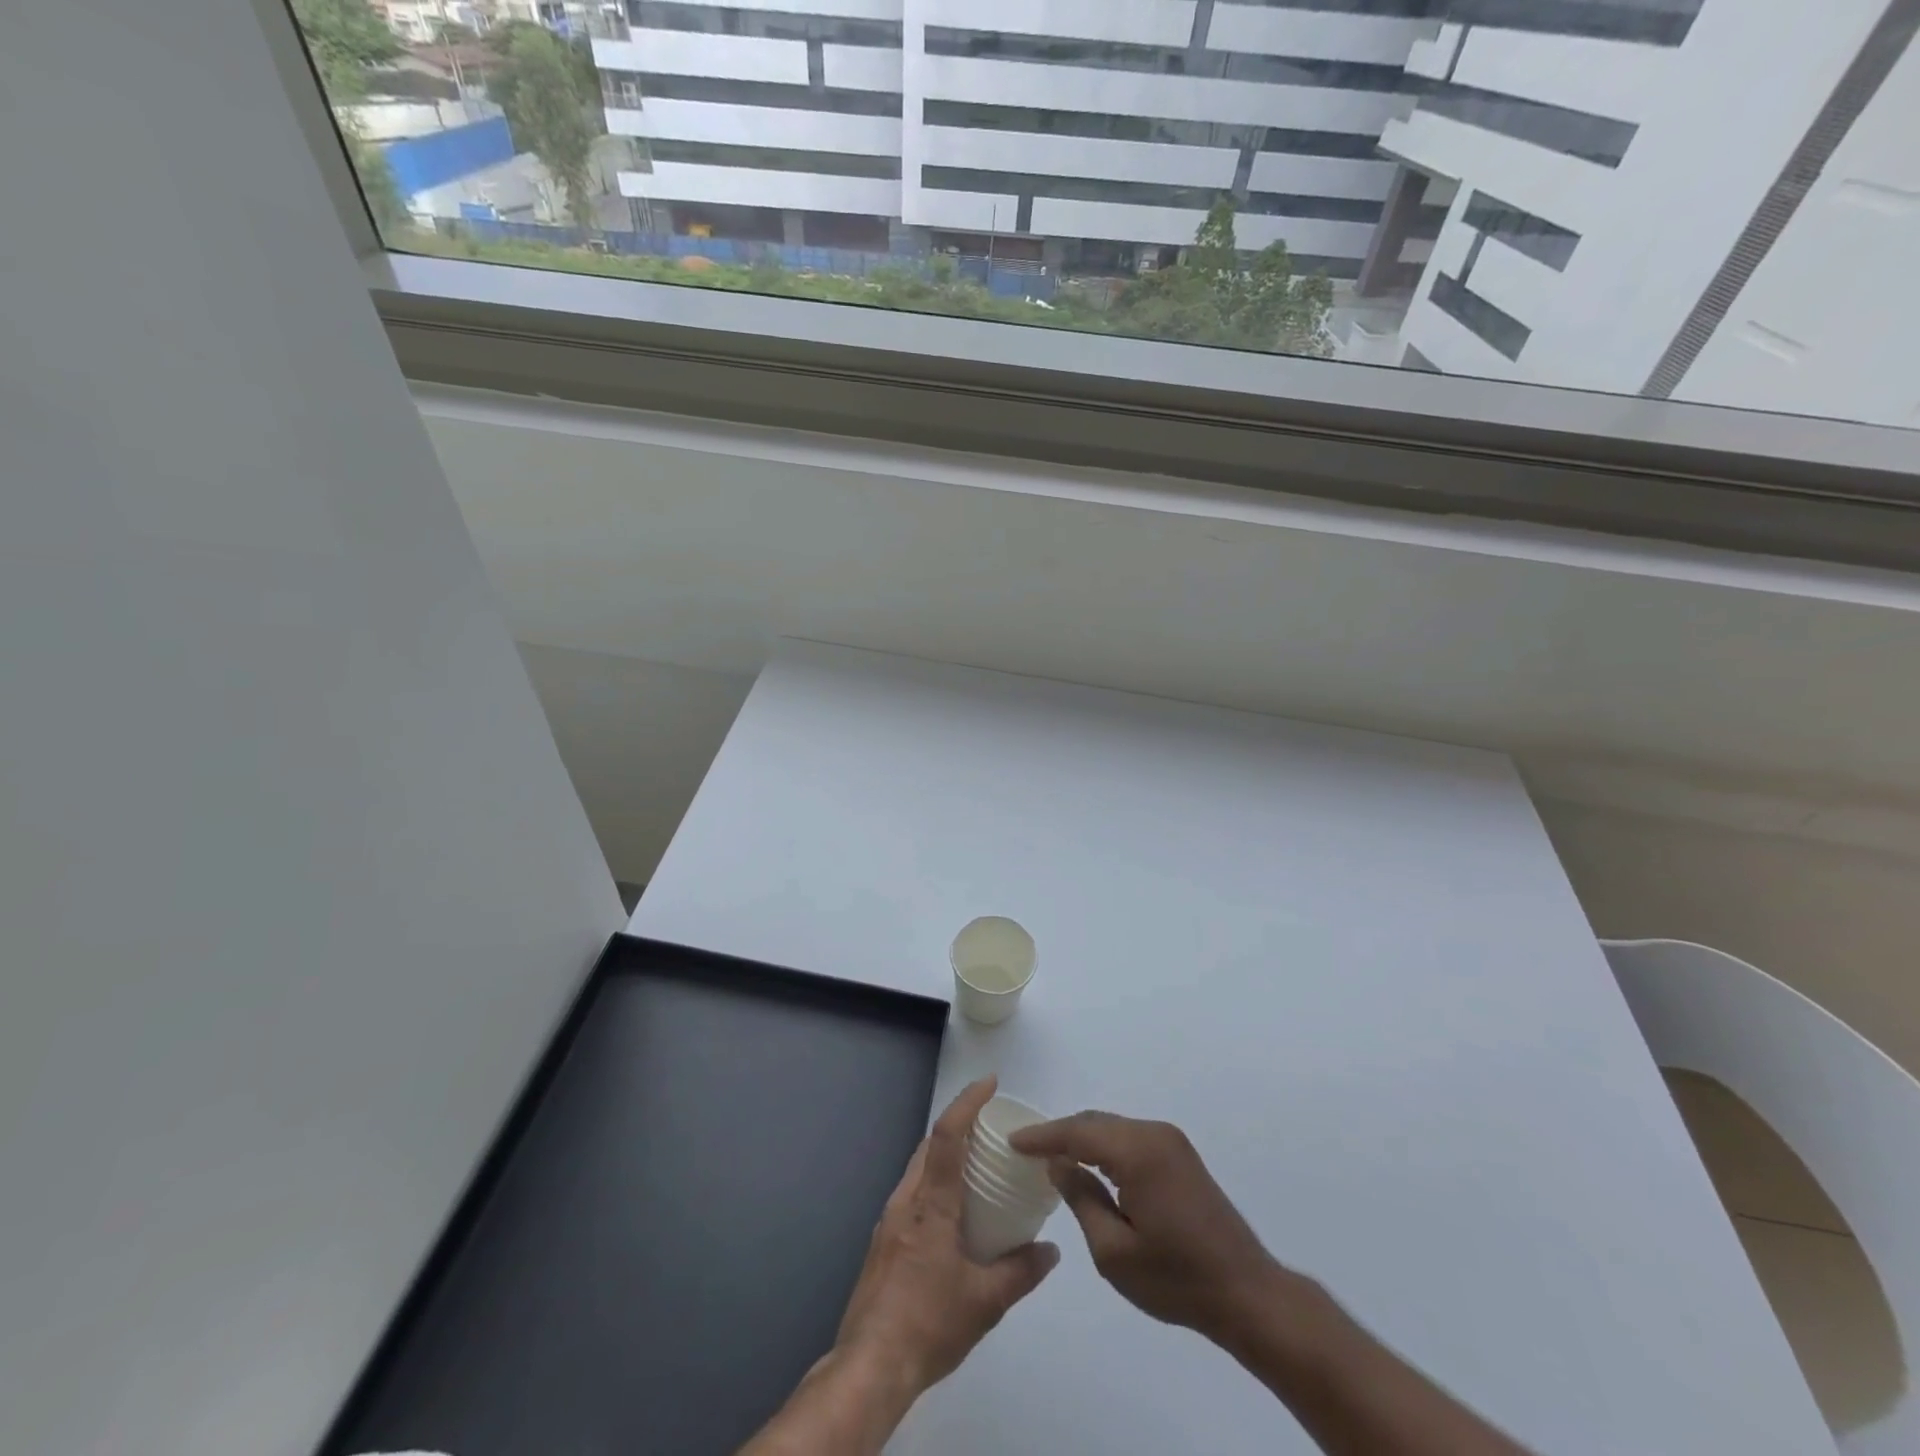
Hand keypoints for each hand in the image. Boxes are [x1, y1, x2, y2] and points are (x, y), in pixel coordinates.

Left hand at [833, 1076, 1059, 1398]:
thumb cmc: (929, 1325)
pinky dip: (934, 1181)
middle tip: (991, 1125)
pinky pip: (912, 1192)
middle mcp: (906, 1201)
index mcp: (931, 1205)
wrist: (870, 1365)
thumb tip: (1051, 1250)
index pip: (948, 1136)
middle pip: (930, 1145)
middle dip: (959, 1124)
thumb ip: (1020, 1272)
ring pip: (918, 1168)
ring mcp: (889, 1219)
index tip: (989, 1083)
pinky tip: (952, 1209)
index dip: (968, 1102)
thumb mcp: (985, 1304)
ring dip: (945, 1154)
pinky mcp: (882, 1240)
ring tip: (976, 1163)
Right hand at [1011, 1111, 1280, 1345]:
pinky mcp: (1181, 1155)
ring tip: (1053, 1158)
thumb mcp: (1113, 1250)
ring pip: (1113, 1128)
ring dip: (1083, 1139)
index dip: (1042, 1136)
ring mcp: (1171, 1141)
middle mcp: (1154, 1133)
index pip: (1077, 1131)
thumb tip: (1058, 1163)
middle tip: (1027, 1150)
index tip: (1012, 1141)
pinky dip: (1105, 1147)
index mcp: (1137, 1151)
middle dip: (1061, 1134)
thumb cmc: (1175, 1279)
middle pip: (1096, 1122)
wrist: (1247, 1293)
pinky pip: (1131, 1139)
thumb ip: (1081, 1198)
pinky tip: (1091, 1165)